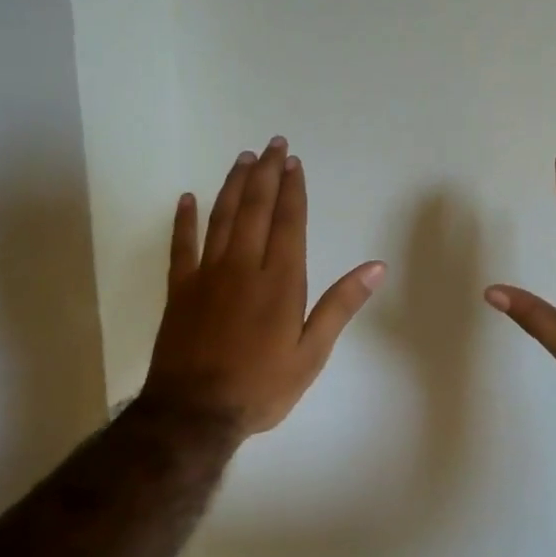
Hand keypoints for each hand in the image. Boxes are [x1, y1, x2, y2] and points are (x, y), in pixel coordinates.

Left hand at [144, 137, 386, 437]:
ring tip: (243, 159)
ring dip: (234, 186)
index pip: (289, 223)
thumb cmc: (262, 387)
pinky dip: (184, 220)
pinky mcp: (180, 290)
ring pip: (222, 218)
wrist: (196, 412)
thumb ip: (340, 306)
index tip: (294, 162)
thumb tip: (375, 267)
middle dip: (267, 174)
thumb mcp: (311, 354)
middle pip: (256, 210)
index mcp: (280, 282)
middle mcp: (243, 267)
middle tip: (273, 144)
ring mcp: (207, 275)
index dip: (293, 190)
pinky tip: (187, 199)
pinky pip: (181, 246)